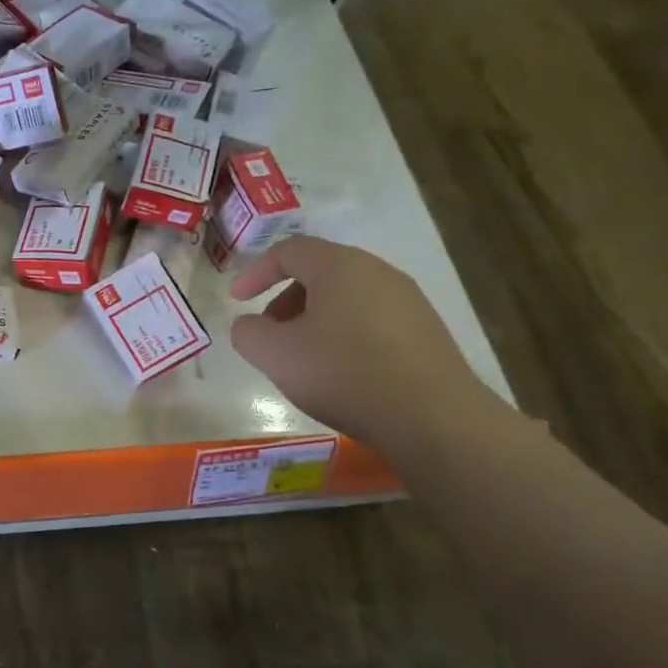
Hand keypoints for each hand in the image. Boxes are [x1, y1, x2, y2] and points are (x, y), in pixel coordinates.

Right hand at [229, 236, 496, 453]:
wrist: (431, 417)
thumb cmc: (343, 373)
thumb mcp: (275, 354)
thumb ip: (248, 333)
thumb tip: (250, 325)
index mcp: (339, 266)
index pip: (288, 251)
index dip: (256, 272)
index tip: (236, 301)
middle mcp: (378, 271)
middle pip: (319, 271)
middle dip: (284, 298)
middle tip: (269, 332)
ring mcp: (408, 300)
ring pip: (347, 296)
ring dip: (314, 318)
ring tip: (302, 356)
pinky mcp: (426, 330)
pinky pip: (371, 319)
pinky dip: (344, 333)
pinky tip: (340, 371)